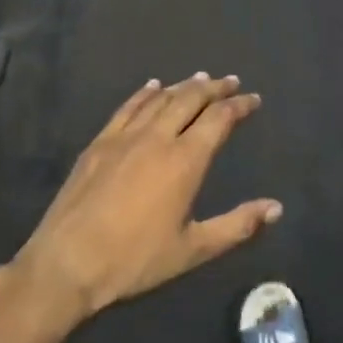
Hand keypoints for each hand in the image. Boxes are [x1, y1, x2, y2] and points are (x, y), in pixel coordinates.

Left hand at [15, 73, 281, 318]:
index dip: (239, 105)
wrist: (67, 263)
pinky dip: (144, 93)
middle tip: (230, 81)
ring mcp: (124, 137)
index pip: (219, 119)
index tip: (253, 99)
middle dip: (214, 87)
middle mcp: (157, 138)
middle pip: (190, 99)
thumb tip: (276, 208)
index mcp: (185, 160)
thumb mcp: (193, 249)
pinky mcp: (98, 143)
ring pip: (160, 99)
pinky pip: (126, 107)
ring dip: (183, 86)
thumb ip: (237, 226)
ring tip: (200, 78)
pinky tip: (152, 87)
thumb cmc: (135, 260)